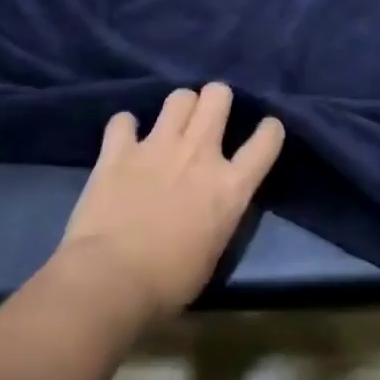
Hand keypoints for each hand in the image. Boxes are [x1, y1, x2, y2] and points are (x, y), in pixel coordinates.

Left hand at [57, 84, 284, 326]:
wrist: (109, 282)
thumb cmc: (168, 283)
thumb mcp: (214, 251)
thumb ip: (219, 216)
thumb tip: (212, 207)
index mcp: (231, 186)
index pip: (267, 140)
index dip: (270, 130)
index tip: (266, 131)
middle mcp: (200, 154)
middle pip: (218, 96)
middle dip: (217, 98)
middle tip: (210, 116)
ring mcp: (157, 147)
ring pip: (179, 97)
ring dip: (179, 108)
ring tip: (172, 124)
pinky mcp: (118, 152)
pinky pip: (123, 121)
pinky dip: (125, 129)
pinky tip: (125, 141)